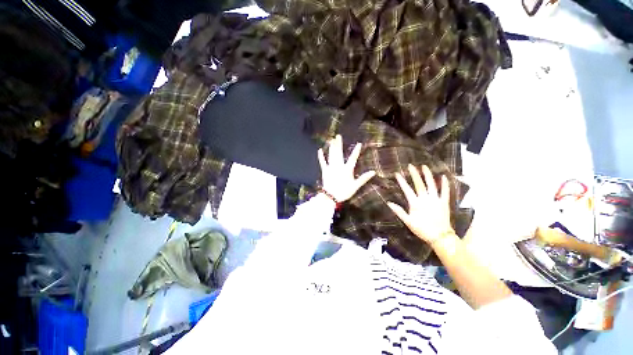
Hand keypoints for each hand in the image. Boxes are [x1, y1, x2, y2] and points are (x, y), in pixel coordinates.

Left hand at [318, 135, 375, 201]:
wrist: (331, 196)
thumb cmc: (344, 192)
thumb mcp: (355, 186)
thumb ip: (363, 178)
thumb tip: (373, 172)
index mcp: (347, 169)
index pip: (353, 158)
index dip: (356, 151)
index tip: (359, 143)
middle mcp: (339, 166)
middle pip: (339, 153)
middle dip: (339, 144)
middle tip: (338, 136)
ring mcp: (331, 167)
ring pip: (331, 155)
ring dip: (332, 147)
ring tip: (331, 140)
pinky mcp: (325, 170)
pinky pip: (322, 162)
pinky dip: (321, 156)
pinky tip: (320, 150)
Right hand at [387, 164, 454, 244]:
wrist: (440, 237)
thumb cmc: (422, 229)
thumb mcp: (408, 221)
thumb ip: (399, 211)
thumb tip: (389, 203)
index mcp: (415, 203)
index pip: (406, 189)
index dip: (401, 181)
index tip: (397, 173)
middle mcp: (425, 199)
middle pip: (419, 184)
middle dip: (414, 174)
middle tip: (411, 165)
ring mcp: (436, 200)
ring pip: (431, 184)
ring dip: (427, 175)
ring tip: (424, 166)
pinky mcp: (444, 202)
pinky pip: (445, 191)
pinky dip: (445, 184)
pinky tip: (443, 176)